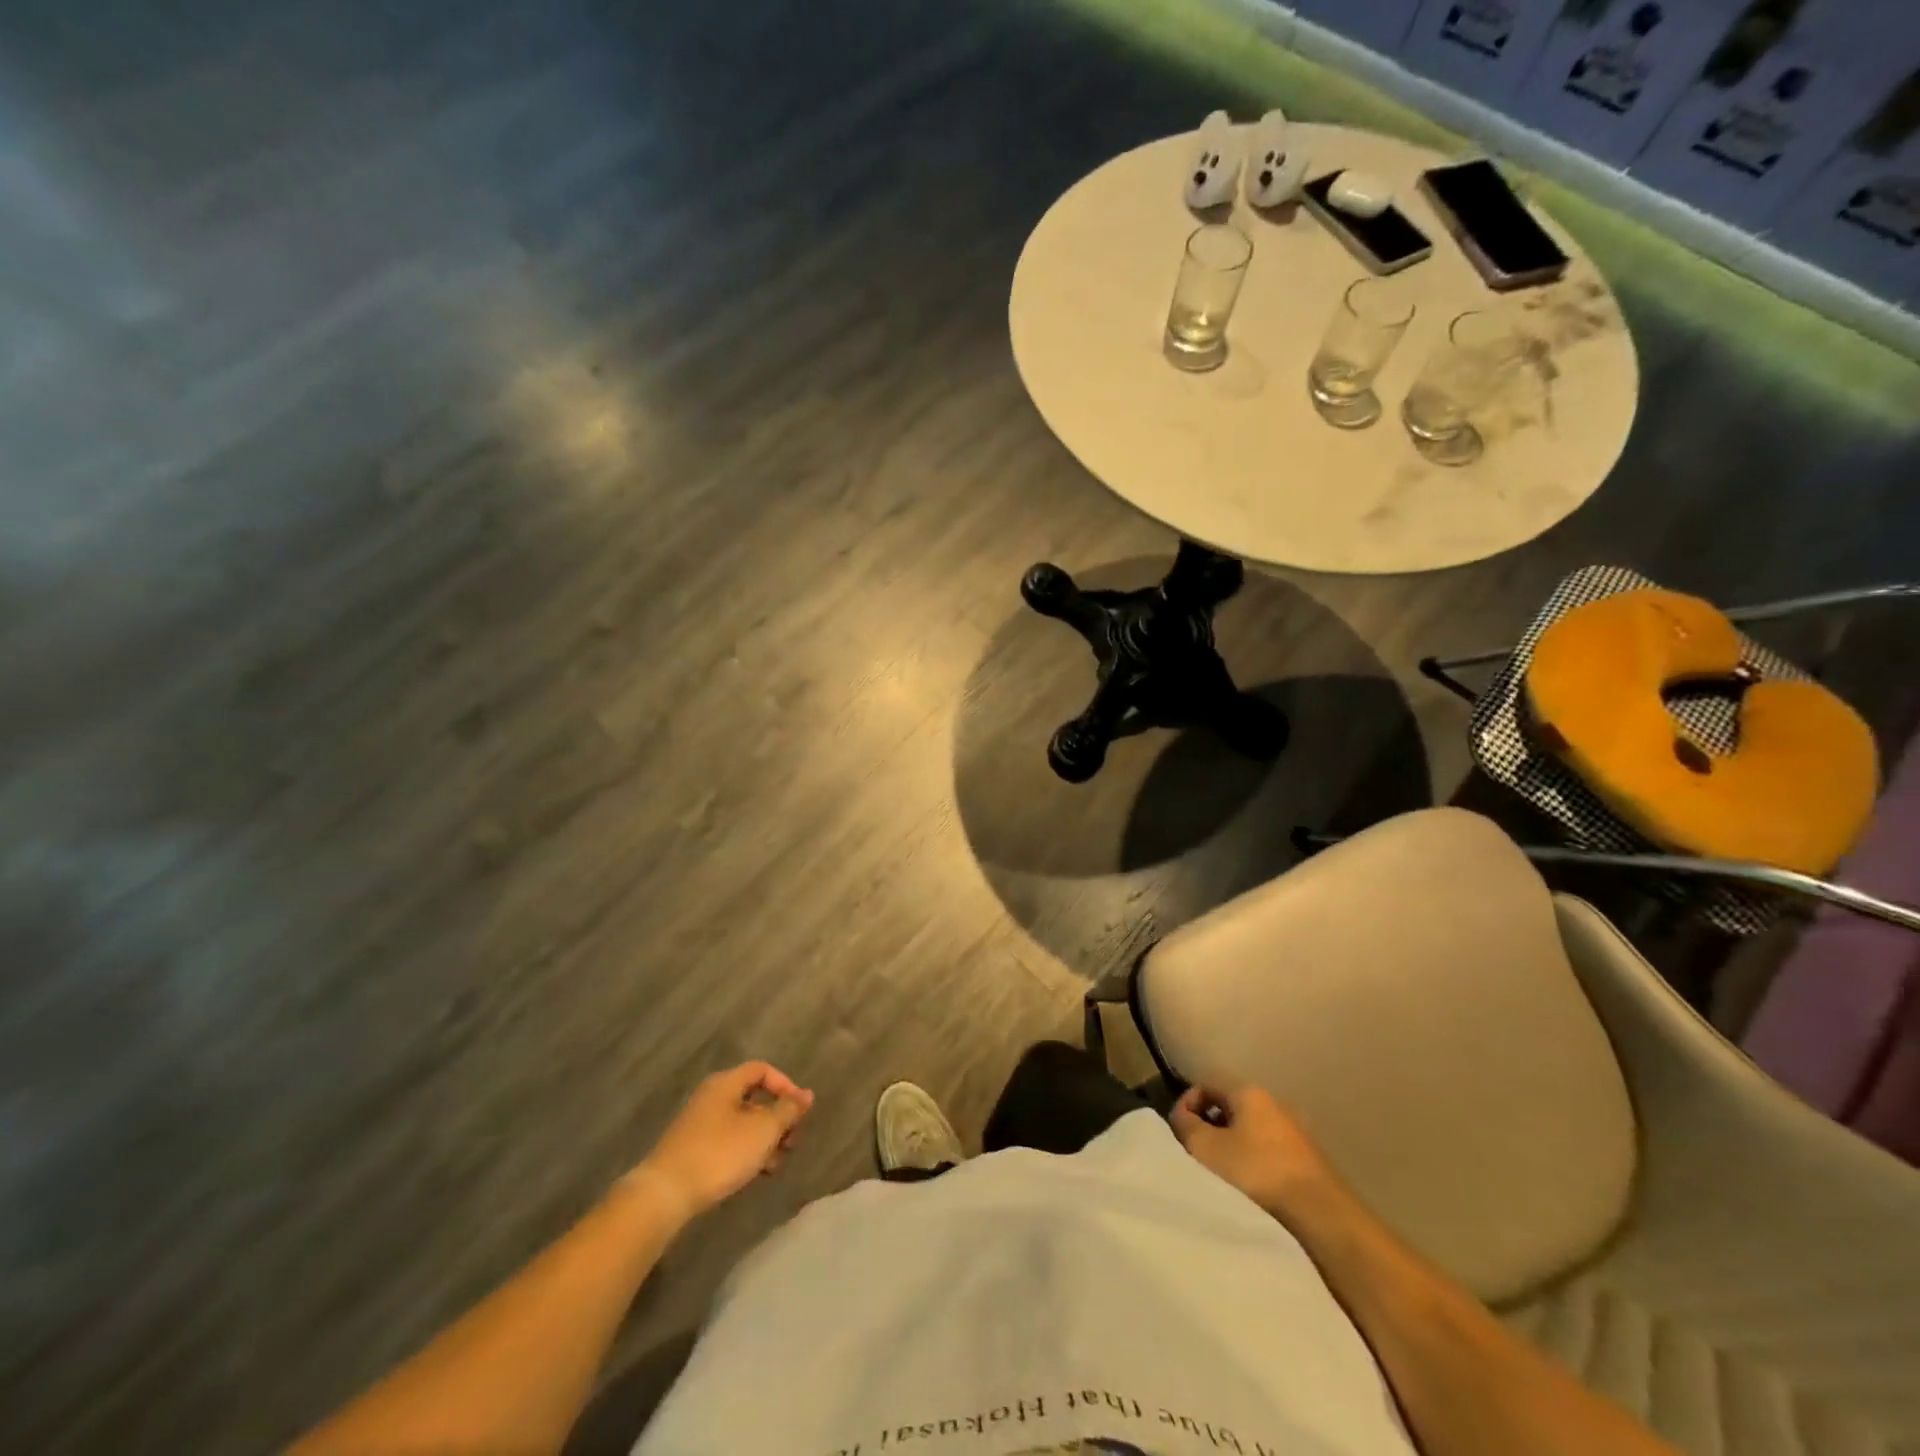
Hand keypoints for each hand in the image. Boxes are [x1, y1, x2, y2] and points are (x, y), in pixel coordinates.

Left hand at [635, 1062, 814, 1220]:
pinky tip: (755, 1173)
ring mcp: (699, 1124)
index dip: (785, 1085)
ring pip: (742, 1123)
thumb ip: (788, 1110)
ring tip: (777, 1164)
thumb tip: (807, 1094)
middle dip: (777, 1119)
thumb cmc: (720, 1153)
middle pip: (753, 1098)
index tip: (799, 1110)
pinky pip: (728, 1141)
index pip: (762, 1070)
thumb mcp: (763, 1130)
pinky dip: (746, 1152)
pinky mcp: (692, 1150)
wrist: (666, 1194)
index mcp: (726, 1083)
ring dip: (764, 1140)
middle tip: (793, 1141)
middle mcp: (711, 1097)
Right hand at [1170, 1083, 1339, 1220]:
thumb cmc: (1256, 1172)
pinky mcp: (1309, 1158)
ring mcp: (1295, 1130)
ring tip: (1223, 1174)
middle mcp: (1274, 1102)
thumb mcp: (1206, 1148)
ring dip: (1232, 1146)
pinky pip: (1270, 1150)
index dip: (1187, 1104)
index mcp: (1248, 1091)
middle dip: (1210, 1127)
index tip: (1179, 1131)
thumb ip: (1185, 1125)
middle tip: (1198, 1154)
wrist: (1320, 1214)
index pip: (1207, 1085)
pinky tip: (1251, 1186)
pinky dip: (1254, 1161)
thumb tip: (1182, 1115)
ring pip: (1251, 1131)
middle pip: (1230, 1108)